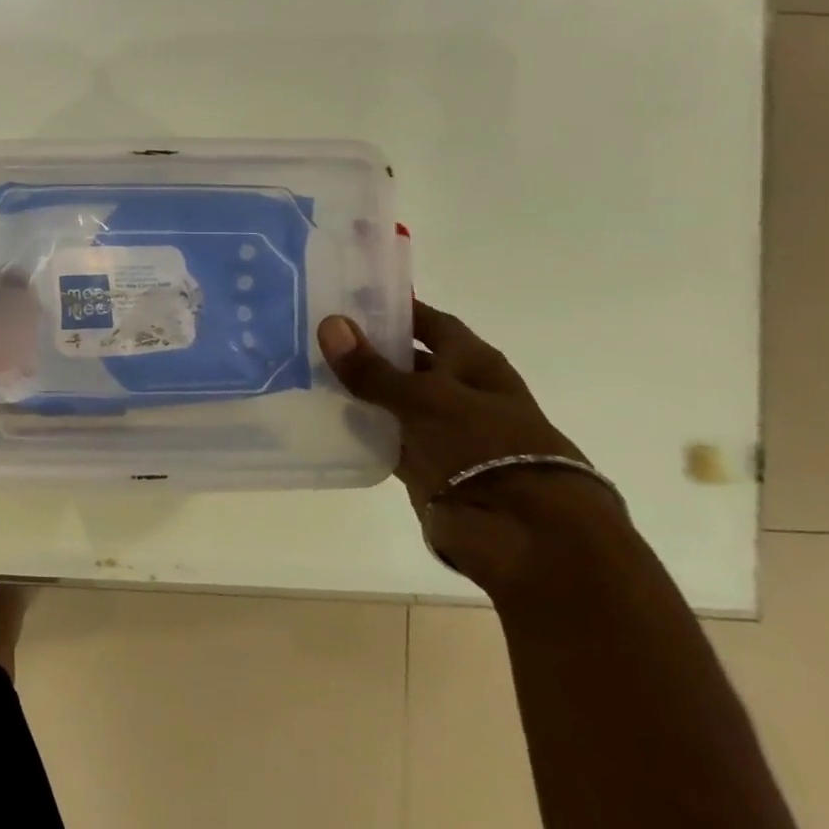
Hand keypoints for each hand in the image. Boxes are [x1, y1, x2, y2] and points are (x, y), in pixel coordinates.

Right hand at [318, 301, 622, 586]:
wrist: (523, 533)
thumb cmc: (486, 447)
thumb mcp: (425, 398)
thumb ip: (373, 368)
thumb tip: (329, 324)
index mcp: (474, 364)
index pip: (431, 323)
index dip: (397, 308)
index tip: (350, 295)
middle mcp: (458, 391)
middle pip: (407, 361)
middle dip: (368, 349)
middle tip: (314, 332)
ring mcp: (440, 430)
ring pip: (390, 400)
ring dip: (358, 390)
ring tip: (305, 370)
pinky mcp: (424, 465)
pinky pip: (382, 438)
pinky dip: (358, 429)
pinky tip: (320, 416)